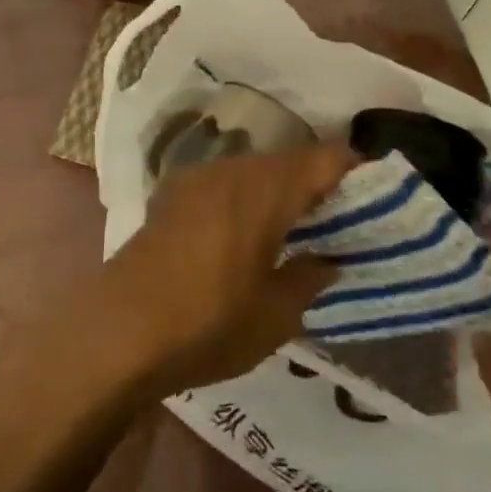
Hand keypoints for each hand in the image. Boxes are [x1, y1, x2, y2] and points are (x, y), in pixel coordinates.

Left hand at [90, 141, 356, 397]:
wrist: (115, 334)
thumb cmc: (207, 323)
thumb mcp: (276, 314)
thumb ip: (311, 277)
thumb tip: (328, 259)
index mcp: (266, 189)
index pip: (326, 157)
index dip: (356, 169)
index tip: (375, 194)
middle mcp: (233, 169)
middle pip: (289, 160)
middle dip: (318, 182)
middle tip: (339, 218)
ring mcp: (196, 179)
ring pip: (255, 170)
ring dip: (280, 190)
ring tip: (295, 228)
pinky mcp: (170, 196)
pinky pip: (224, 183)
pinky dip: (246, 198)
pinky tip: (246, 234)